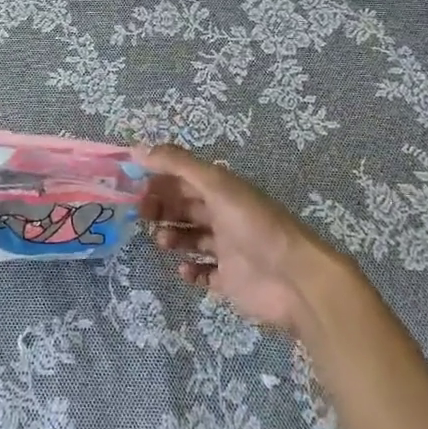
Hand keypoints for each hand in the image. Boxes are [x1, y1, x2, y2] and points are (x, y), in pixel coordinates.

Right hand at [136, 143, 354, 336]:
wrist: (295, 279)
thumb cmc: (255, 225)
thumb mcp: (216, 185)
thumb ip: (177, 164)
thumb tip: (137, 148)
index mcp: (222, 191)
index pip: (183, 178)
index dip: (158, 178)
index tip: (132, 183)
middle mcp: (223, 216)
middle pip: (184, 207)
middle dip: (161, 207)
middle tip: (141, 214)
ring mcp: (227, 249)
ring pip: (191, 238)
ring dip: (172, 236)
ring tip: (162, 241)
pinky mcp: (230, 280)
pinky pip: (204, 273)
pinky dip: (190, 271)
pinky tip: (184, 269)